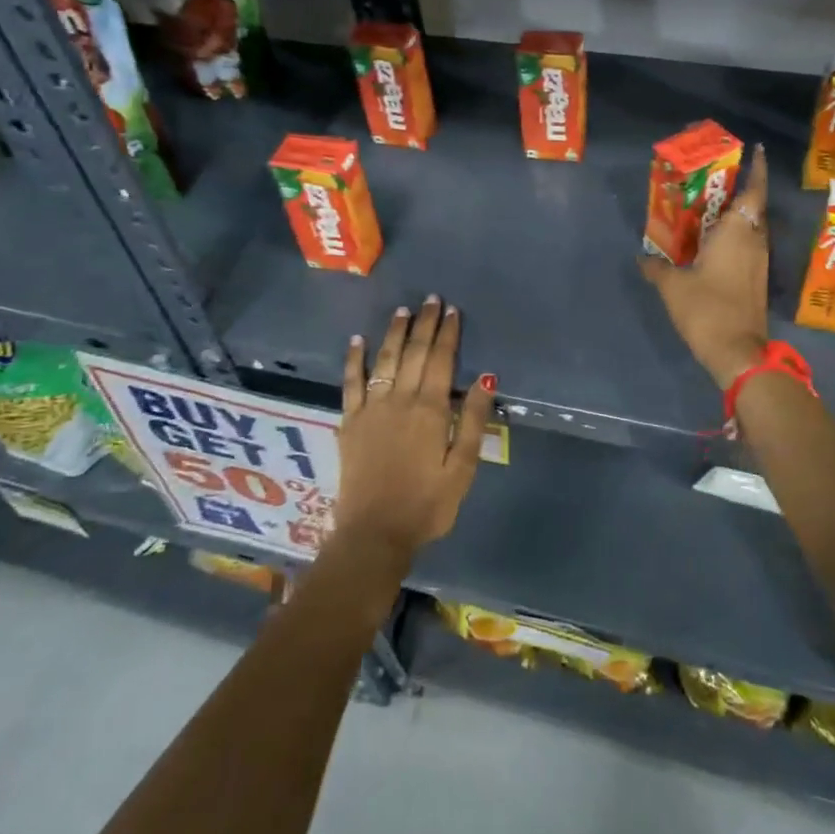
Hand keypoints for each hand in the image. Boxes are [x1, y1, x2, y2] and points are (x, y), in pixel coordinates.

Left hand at [332, 297, 492, 565]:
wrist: (374, 534)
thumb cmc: (426, 505)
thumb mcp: (462, 468)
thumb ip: (471, 421)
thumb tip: (485, 378)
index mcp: (430, 410)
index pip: (441, 361)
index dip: (448, 334)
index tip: (452, 311)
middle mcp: (399, 400)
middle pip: (413, 353)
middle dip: (424, 324)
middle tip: (430, 300)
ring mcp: (371, 409)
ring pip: (384, 360)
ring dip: (394, 333)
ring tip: (402, 311)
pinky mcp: (350, 422)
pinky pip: (350, 383)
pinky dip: (354, 359)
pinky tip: (357, 340)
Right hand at [640, 143, 770, 388]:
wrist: (737, 352)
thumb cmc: (706, 309)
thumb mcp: (672, 286)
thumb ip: (657, 267)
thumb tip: (642, 257)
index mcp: (737, 232)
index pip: (753, 191)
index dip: (758, 169)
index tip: (757, 150)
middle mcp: (753, 241)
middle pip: (753, 207)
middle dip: (741, 189)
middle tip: (717, 177)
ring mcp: (758, 262)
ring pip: (751, 227)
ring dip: (737, 214)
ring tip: (710, 206)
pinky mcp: (756, 279)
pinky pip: (747, 245)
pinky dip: (735, 236)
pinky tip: (712, 241)